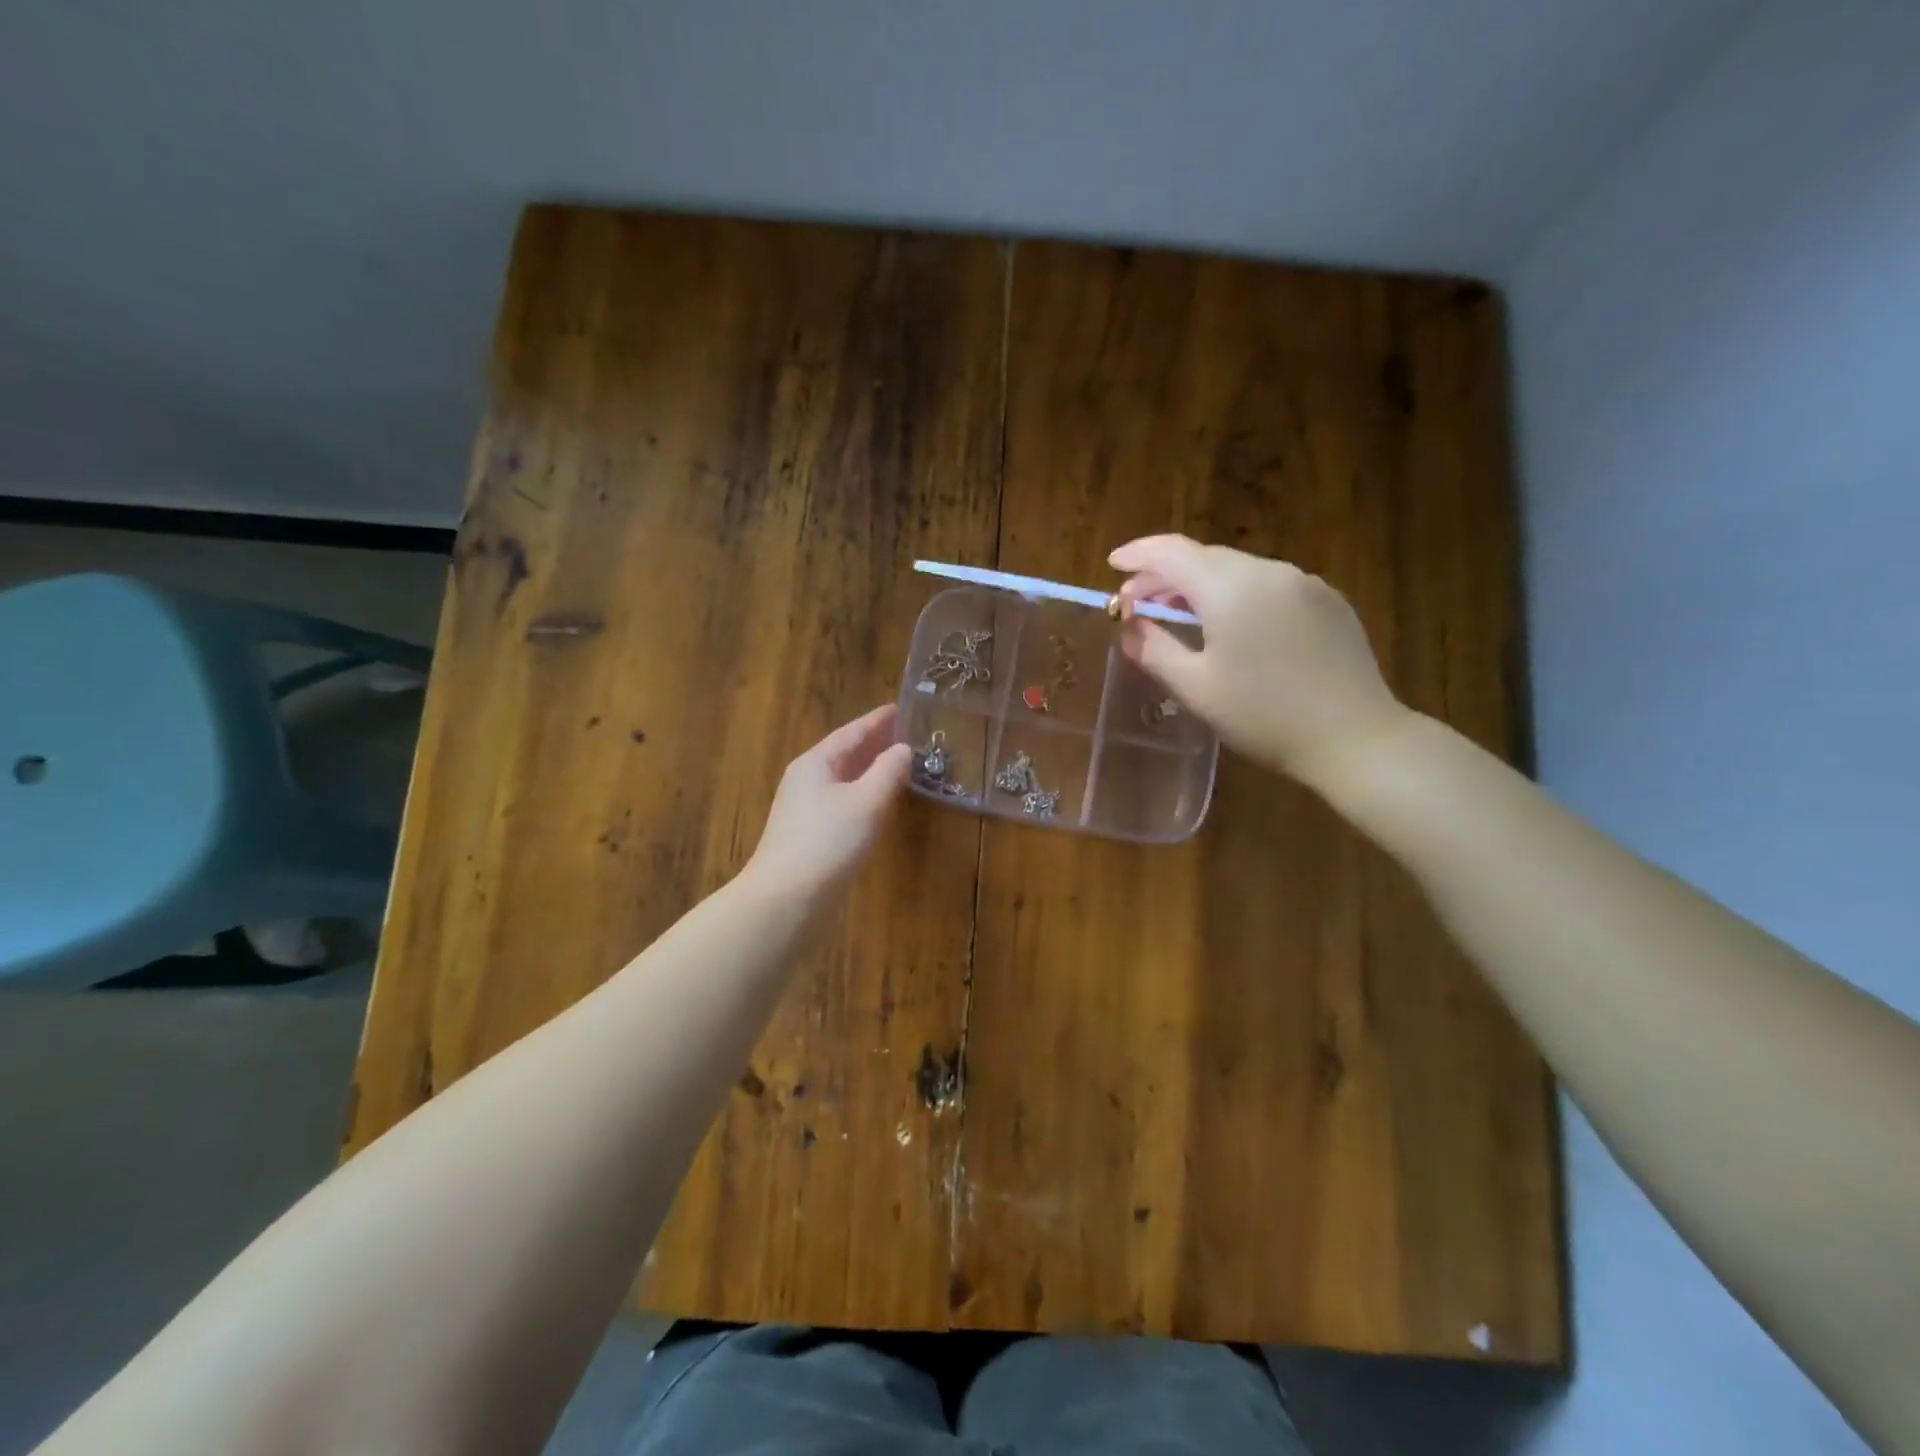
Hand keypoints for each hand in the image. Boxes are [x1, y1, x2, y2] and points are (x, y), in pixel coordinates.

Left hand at [744, 704, 911, 902]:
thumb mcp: (867, 802)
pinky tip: (880, 803)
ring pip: (844, 779)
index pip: (852, 732)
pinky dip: (864, 794)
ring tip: (900, 764)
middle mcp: (807, 779)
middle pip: (846, 753)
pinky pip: (842, 801)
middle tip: (908, 734)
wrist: (785, 900)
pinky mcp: (810, 834)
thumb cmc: (828, 842)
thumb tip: (903, 749)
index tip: (902, 708)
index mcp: (816, 762)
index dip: (878, 720)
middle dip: (876, 743)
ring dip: (871, 770)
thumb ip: (889, 771)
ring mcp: (805, 809)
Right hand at [1109, 535, 1411, 789]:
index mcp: (1231, 588)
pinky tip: (1230, 625)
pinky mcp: (1328, 601)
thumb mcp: (1196, 688)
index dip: (1137, 554)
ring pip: (1237, 570)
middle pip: (1204, 557)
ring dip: (1200, 585)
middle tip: (1138, 602)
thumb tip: (1130, 625)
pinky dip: (1236, 594)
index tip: (1112, 564)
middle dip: (1165, 574)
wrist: (1355, 738)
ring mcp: (1304, 583)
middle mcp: (1269, 571)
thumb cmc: (1264, 716)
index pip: (1171, 552)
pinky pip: (1268, 585)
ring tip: (1178, 613)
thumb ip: (1154, 649)